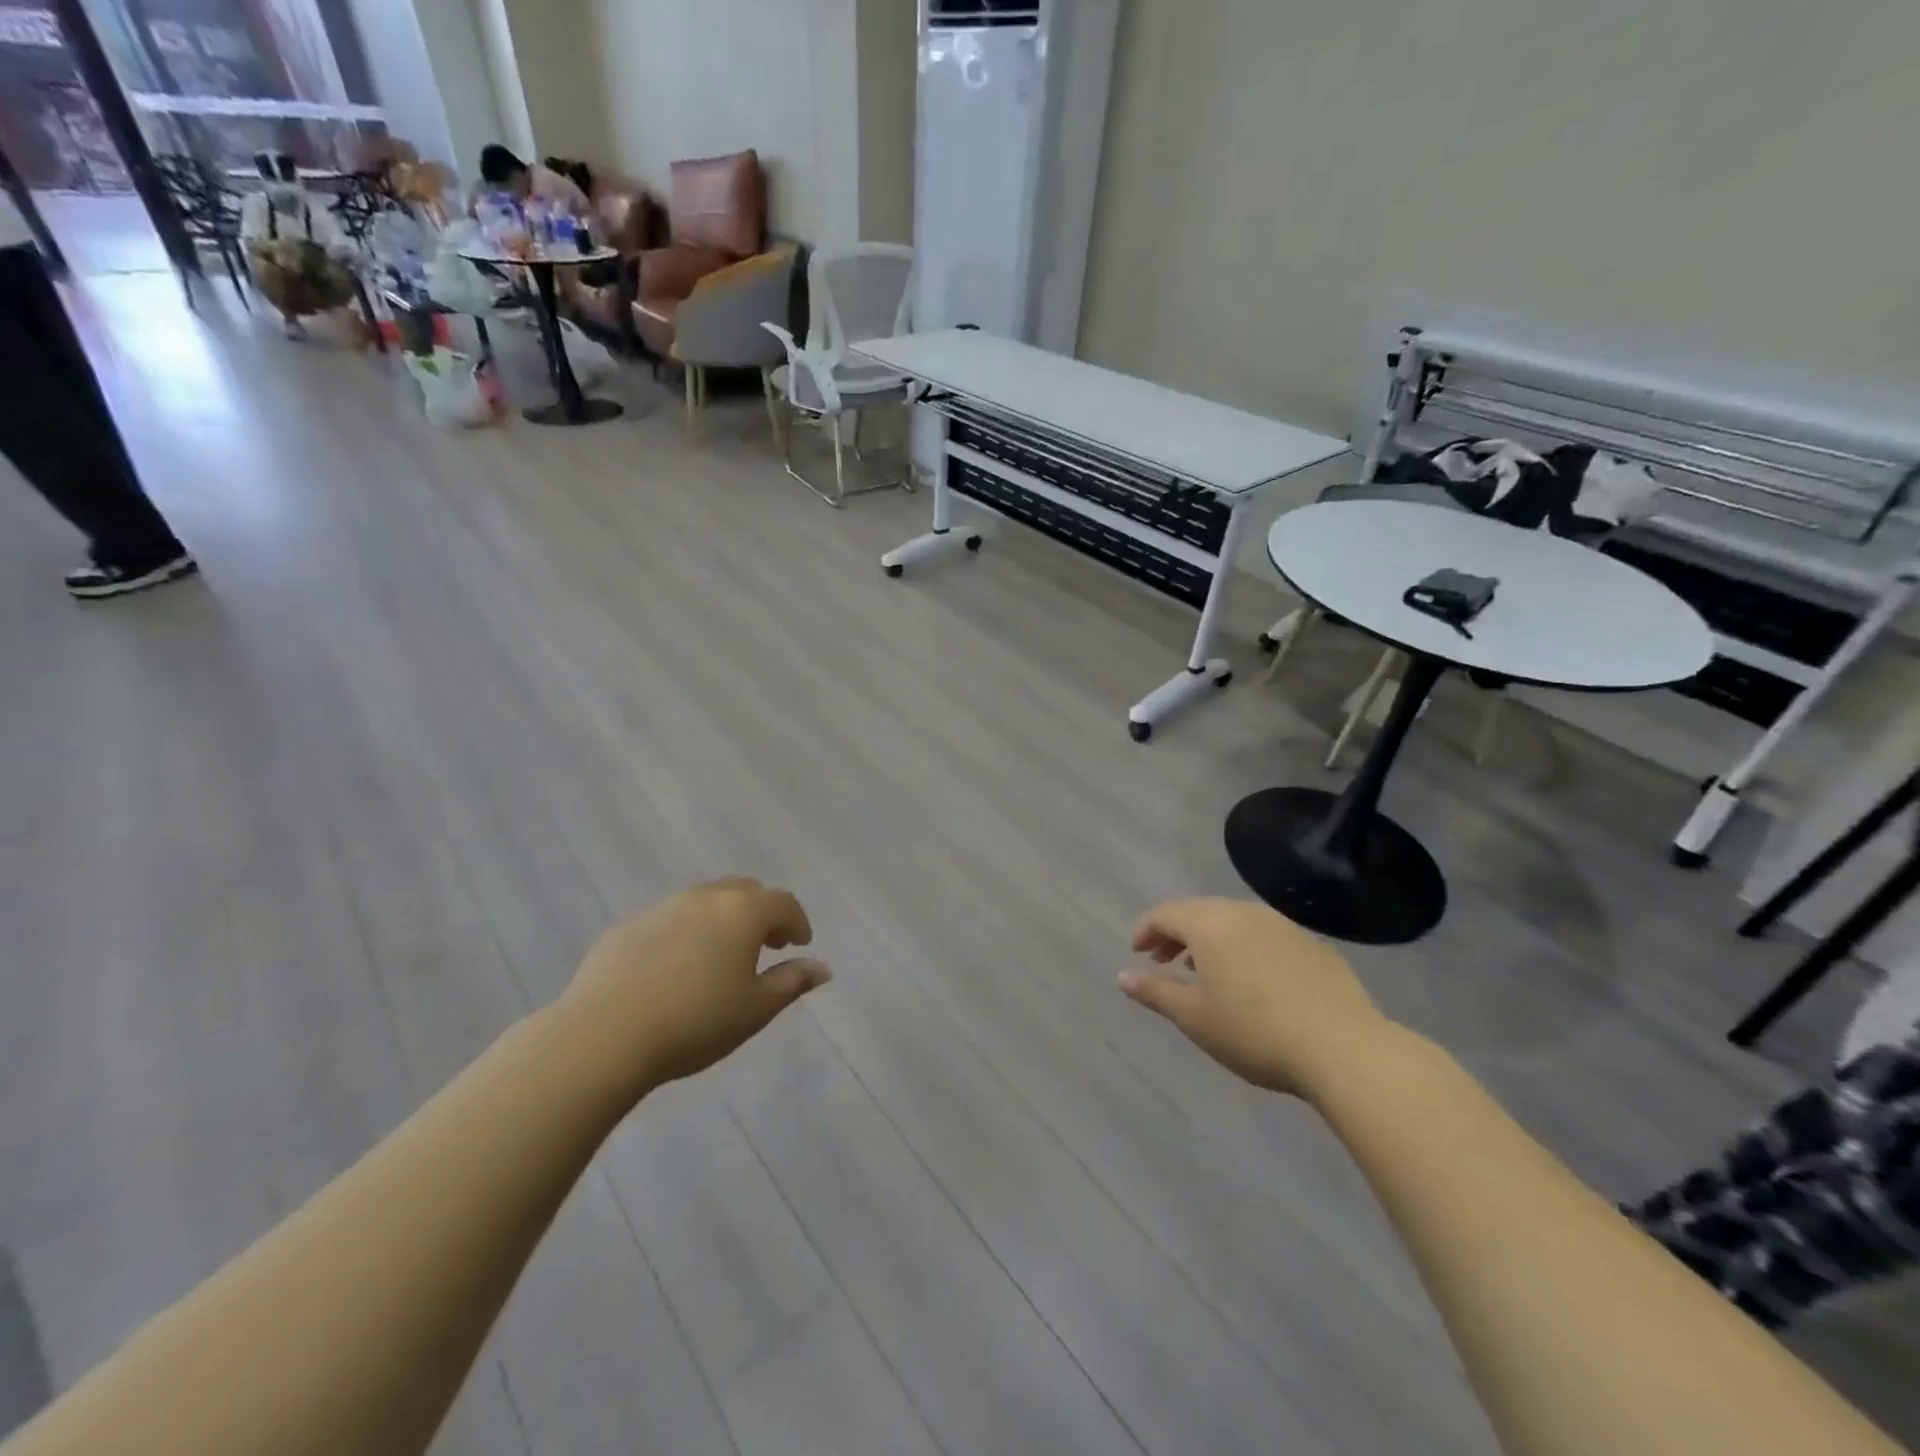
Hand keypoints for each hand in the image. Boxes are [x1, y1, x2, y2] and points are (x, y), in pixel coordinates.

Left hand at [560, 879, 831, 1094]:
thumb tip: (823, 968)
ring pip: (704, 902)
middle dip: (761, 913)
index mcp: (743, 911)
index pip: (783, 903)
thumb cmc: (696, 1022)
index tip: (799, 944)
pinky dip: (685, 933)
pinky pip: (669, 920)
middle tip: (766, 944)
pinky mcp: (626, 927)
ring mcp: (662, 908)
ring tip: (721, 956)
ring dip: (722, 920)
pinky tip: (675, 969)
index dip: (797, 922)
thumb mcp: (756, 1009)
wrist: (604, 1035)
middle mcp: (705, 897)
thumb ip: (792, 982)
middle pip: (744, 892)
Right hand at [1119, 898, 1388, 1096]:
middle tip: (1163, 962)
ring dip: (1211, 941)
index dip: (1145, 930)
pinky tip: (1252, 982)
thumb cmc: (1254, 1031)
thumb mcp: (1194, 1017)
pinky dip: (1245, 949)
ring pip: (1234, 922)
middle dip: (1176, 934)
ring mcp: (1283, 926)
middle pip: (1199, 912)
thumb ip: (1155, 992)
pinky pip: (1264, 936)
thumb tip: (1122, 976)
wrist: (1344, 1048)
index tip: (1136, 953)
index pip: (1165, 914)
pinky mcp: (1313, 946)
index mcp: (1210, 924)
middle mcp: (1244, 913)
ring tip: (1204, 972)